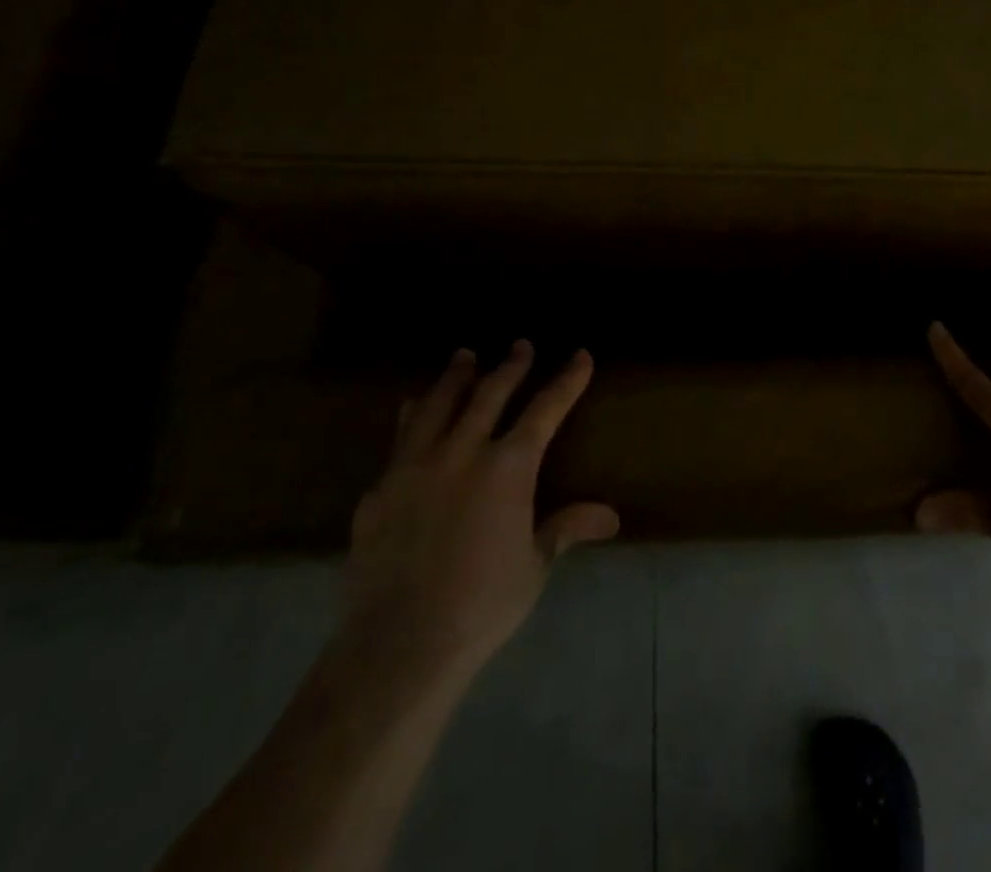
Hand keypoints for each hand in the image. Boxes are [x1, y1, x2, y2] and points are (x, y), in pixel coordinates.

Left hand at [341, 341, 618, 692]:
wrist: (397, 644)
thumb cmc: (481, 604)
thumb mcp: (534, 565)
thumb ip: (565, 527)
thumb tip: (611, 517)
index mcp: (507, 467)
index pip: (545, 409)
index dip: (566, 381)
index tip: (580, 356)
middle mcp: (461, 452)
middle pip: (490, 393)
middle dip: (510, 366)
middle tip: (521, 345)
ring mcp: (414, 466)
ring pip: (437, 404)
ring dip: (454, 377)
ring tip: (464, 356)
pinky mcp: (379, 490)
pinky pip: (399, 439)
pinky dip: (412, 416)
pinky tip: (411, 409)